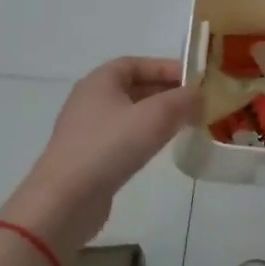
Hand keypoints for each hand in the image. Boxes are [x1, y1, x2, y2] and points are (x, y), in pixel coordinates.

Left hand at [0, 57, 200, 256]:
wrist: (64, 202)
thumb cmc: (109, 147)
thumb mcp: (155, 117)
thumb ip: (183, 100)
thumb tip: (200, 95)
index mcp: (100, 81)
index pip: (137, 63)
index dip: (167, 68)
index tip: (195, 80)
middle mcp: (90, 99)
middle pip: (134, 87)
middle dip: (166, 92)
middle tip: (196, 103)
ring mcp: (87, 130)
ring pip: (130, 113)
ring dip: (157, 115)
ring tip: (184, 123)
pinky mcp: (89, 157)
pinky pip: (123, 137)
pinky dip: (144, 136)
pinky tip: (160, 147)